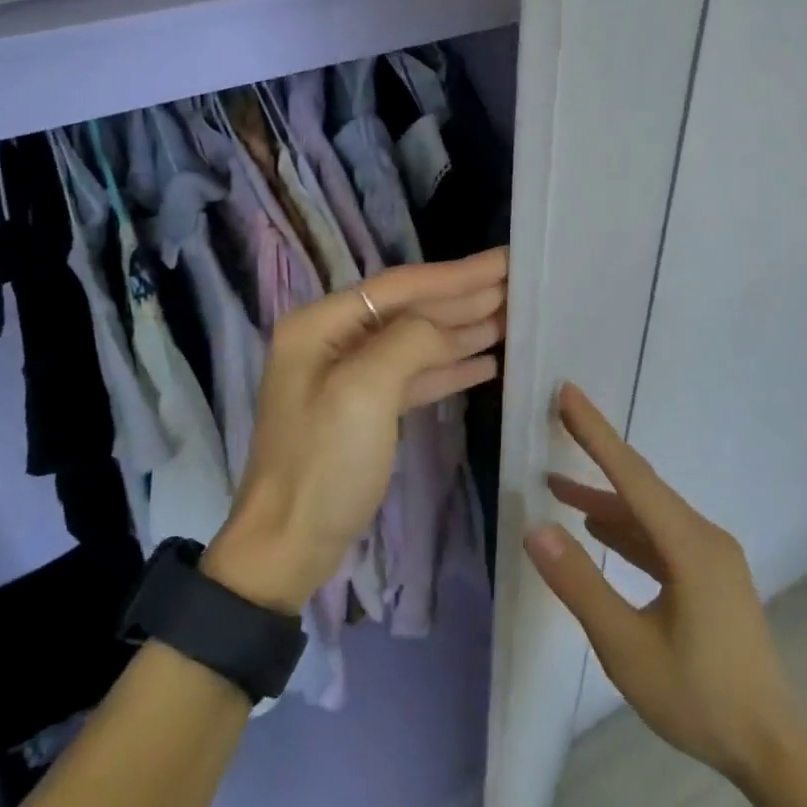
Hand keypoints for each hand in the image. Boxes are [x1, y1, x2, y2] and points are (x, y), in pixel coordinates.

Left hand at [204, 248, 508, 613]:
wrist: (288, 545)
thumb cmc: (323, 464)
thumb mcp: (364, 392)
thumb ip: (410, 342)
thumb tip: (447, 326)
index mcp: (320, 325)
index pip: (399, 286)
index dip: (456, 274)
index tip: (505, 261)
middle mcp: (333, 341)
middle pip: (409, 309)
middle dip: (464, 297)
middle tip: (518, 284)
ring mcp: (348, 377)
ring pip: (416, 342)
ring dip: (463, 329)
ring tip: (513, 317)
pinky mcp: (364, 411)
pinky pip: (414, 376)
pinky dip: (450, 367)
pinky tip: (486, 360)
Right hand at [525, 384, 797, 786]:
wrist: (770, 747)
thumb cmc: (698, 698)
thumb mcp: (626, 648)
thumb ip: (581, 585)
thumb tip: (536, 530)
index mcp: (690, 546)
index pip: (632, 476)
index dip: (596, 433)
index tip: (568, 394)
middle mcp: (704, 538)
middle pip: (641, 485)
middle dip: (597, 453)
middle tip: (559, 419)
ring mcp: (710, 556)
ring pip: (648, 513)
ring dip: (605, 499)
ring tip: (557, 488)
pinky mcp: (709, 575)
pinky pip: (659, 537)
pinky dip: (625, 529)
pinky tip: (598, 529)